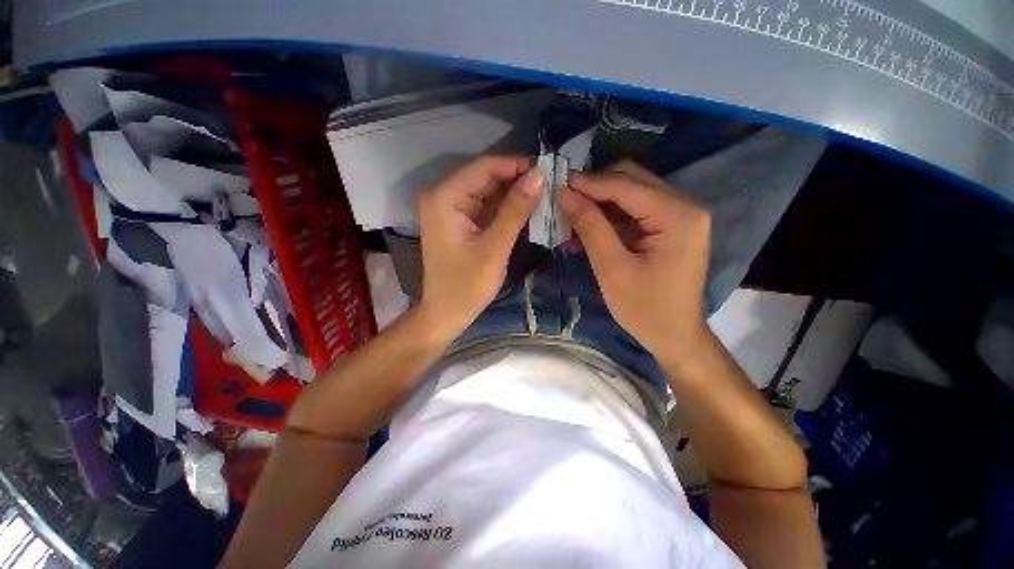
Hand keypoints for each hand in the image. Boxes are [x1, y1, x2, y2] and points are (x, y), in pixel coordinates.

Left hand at [417, 156, 542, 335]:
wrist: (446, 314)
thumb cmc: (467, 285)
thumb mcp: (495, 247)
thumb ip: (516, 210)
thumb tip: (539, 176)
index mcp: (445, 197)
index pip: (485, 167)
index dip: (517, 165)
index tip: (548, 171)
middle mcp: (444, 196)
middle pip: (486, 177)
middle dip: (518, 181)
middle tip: (551, 186)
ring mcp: (450, 209)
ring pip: (488, 191)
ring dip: (514, 195)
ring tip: (545, 197)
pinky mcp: (459, 222)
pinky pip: (486, 207)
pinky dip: (506, 209)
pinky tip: (528, 210)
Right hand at [560, 160, 710, 361]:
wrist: (674, 336)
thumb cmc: (645, 309)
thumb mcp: (612, 268)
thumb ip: (590, 227)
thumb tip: (565, 194)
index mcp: (677, 216)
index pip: (626, 185)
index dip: (589, 183)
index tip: (557, 183)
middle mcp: (684, 206)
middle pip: (631, 180)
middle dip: (594, 189)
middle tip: (563, 200)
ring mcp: (678, 216)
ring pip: (629, 194)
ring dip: (598, 203)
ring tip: (569, 217)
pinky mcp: (669, 227)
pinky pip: (633, 211)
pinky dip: (608, 217)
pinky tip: (585, 230)